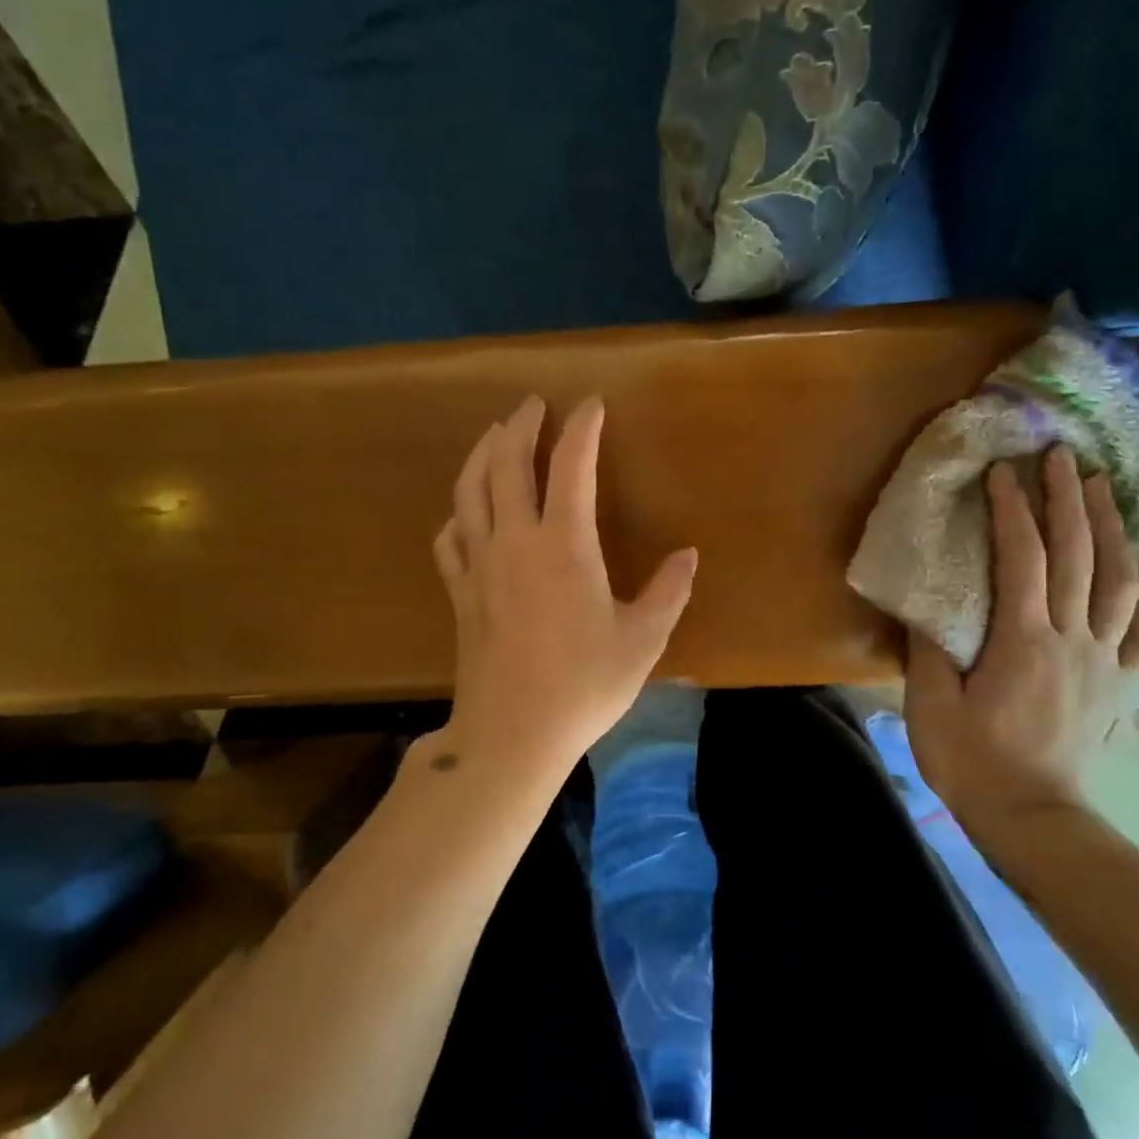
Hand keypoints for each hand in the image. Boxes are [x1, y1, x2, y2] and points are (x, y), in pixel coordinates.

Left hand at [430, 395, 698, 784]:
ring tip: (494, 435)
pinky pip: (450, 539)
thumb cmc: (584, 685)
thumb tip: (688, 555)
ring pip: (470, 491)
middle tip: (533, 405)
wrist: (512, 734)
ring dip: (482, 455)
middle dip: (521, 426)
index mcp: (564, 544)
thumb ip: (668, 592)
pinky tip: (464, 512)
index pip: (571, 466)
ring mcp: (480, 565)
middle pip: (507, 465)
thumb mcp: (642, 640)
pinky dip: (458, 513)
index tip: (591, 405)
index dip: (582, 429)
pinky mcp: (460, 593)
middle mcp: (515, 541)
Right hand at [905, 448, 1138, 842]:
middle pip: (1079, 556)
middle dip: (1070, 500)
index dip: (1014, 510)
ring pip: (1121, 581)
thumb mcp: (931, 703)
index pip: (1023, 559)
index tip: (1005, 471)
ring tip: (1105, 489)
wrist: (1030, 816)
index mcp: (1023, 640)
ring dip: (1113, 528)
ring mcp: (1105, 661)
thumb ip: (930, 647)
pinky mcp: (1121, 683)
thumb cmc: (970, 759)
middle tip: (1064, 457)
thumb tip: (929, 600)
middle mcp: (1073, 639)